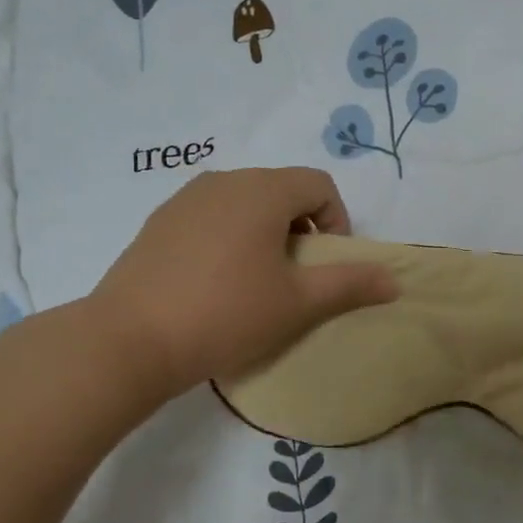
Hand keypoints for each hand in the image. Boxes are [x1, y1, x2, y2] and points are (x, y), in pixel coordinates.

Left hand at [83, 167, 397, 403]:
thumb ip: (350, 283)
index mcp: (262, 190)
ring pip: (245, 202)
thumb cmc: (226, 314)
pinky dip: (230, 236)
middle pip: (282, 189)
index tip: (325, 264)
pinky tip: (216, 282)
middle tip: (296, 275)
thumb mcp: (298, 302)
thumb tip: (394, 280)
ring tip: (257, 280)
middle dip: (301, 227)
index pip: (319, 184)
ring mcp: (184, 199)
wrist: (129, 341)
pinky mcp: (158, 222)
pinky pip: (211, 215)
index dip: (337, 221)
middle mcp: (223, 181)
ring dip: (266, 231)